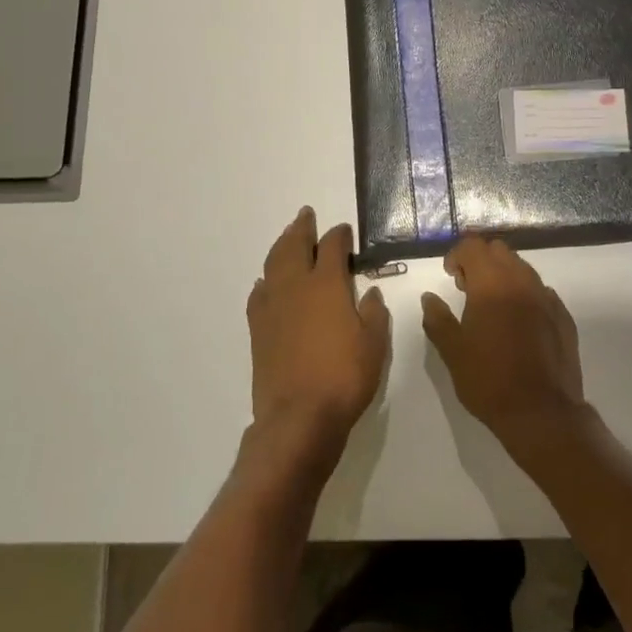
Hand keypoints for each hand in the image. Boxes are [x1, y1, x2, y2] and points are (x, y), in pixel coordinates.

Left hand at [246, 208, 389, 450]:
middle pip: (294, 245)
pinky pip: (259, 293)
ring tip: (287, 237)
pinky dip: (265, 280)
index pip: (332, 247)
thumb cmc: (344, 378)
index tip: (344, 231)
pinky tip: (267, 282)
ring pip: (273, 264)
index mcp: (326, 284)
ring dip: (281, 245)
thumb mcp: (374, 344)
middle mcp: (296, 287)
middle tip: (306, 215)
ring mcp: (272, 306)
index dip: (339, 235)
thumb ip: (374, 314)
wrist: (298, 417)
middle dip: (302, 228)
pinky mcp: (257, 329)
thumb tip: (369, 294)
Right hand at [420, 237, 585, 451]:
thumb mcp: (452, 352)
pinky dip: (525, 295)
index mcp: (492, 283)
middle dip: (481, 260)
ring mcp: (546, 297)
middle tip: (467, 287)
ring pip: (522, 269)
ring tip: (492, 305)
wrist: (541, 412)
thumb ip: (437, 319)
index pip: (473, 246)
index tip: (450, 276)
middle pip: (499, 251)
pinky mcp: (563, 316)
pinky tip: (518, 322)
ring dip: (504, 276)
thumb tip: (429, 298)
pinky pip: (541, 292)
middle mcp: (522, 281)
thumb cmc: (489, 379)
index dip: (457, 255)